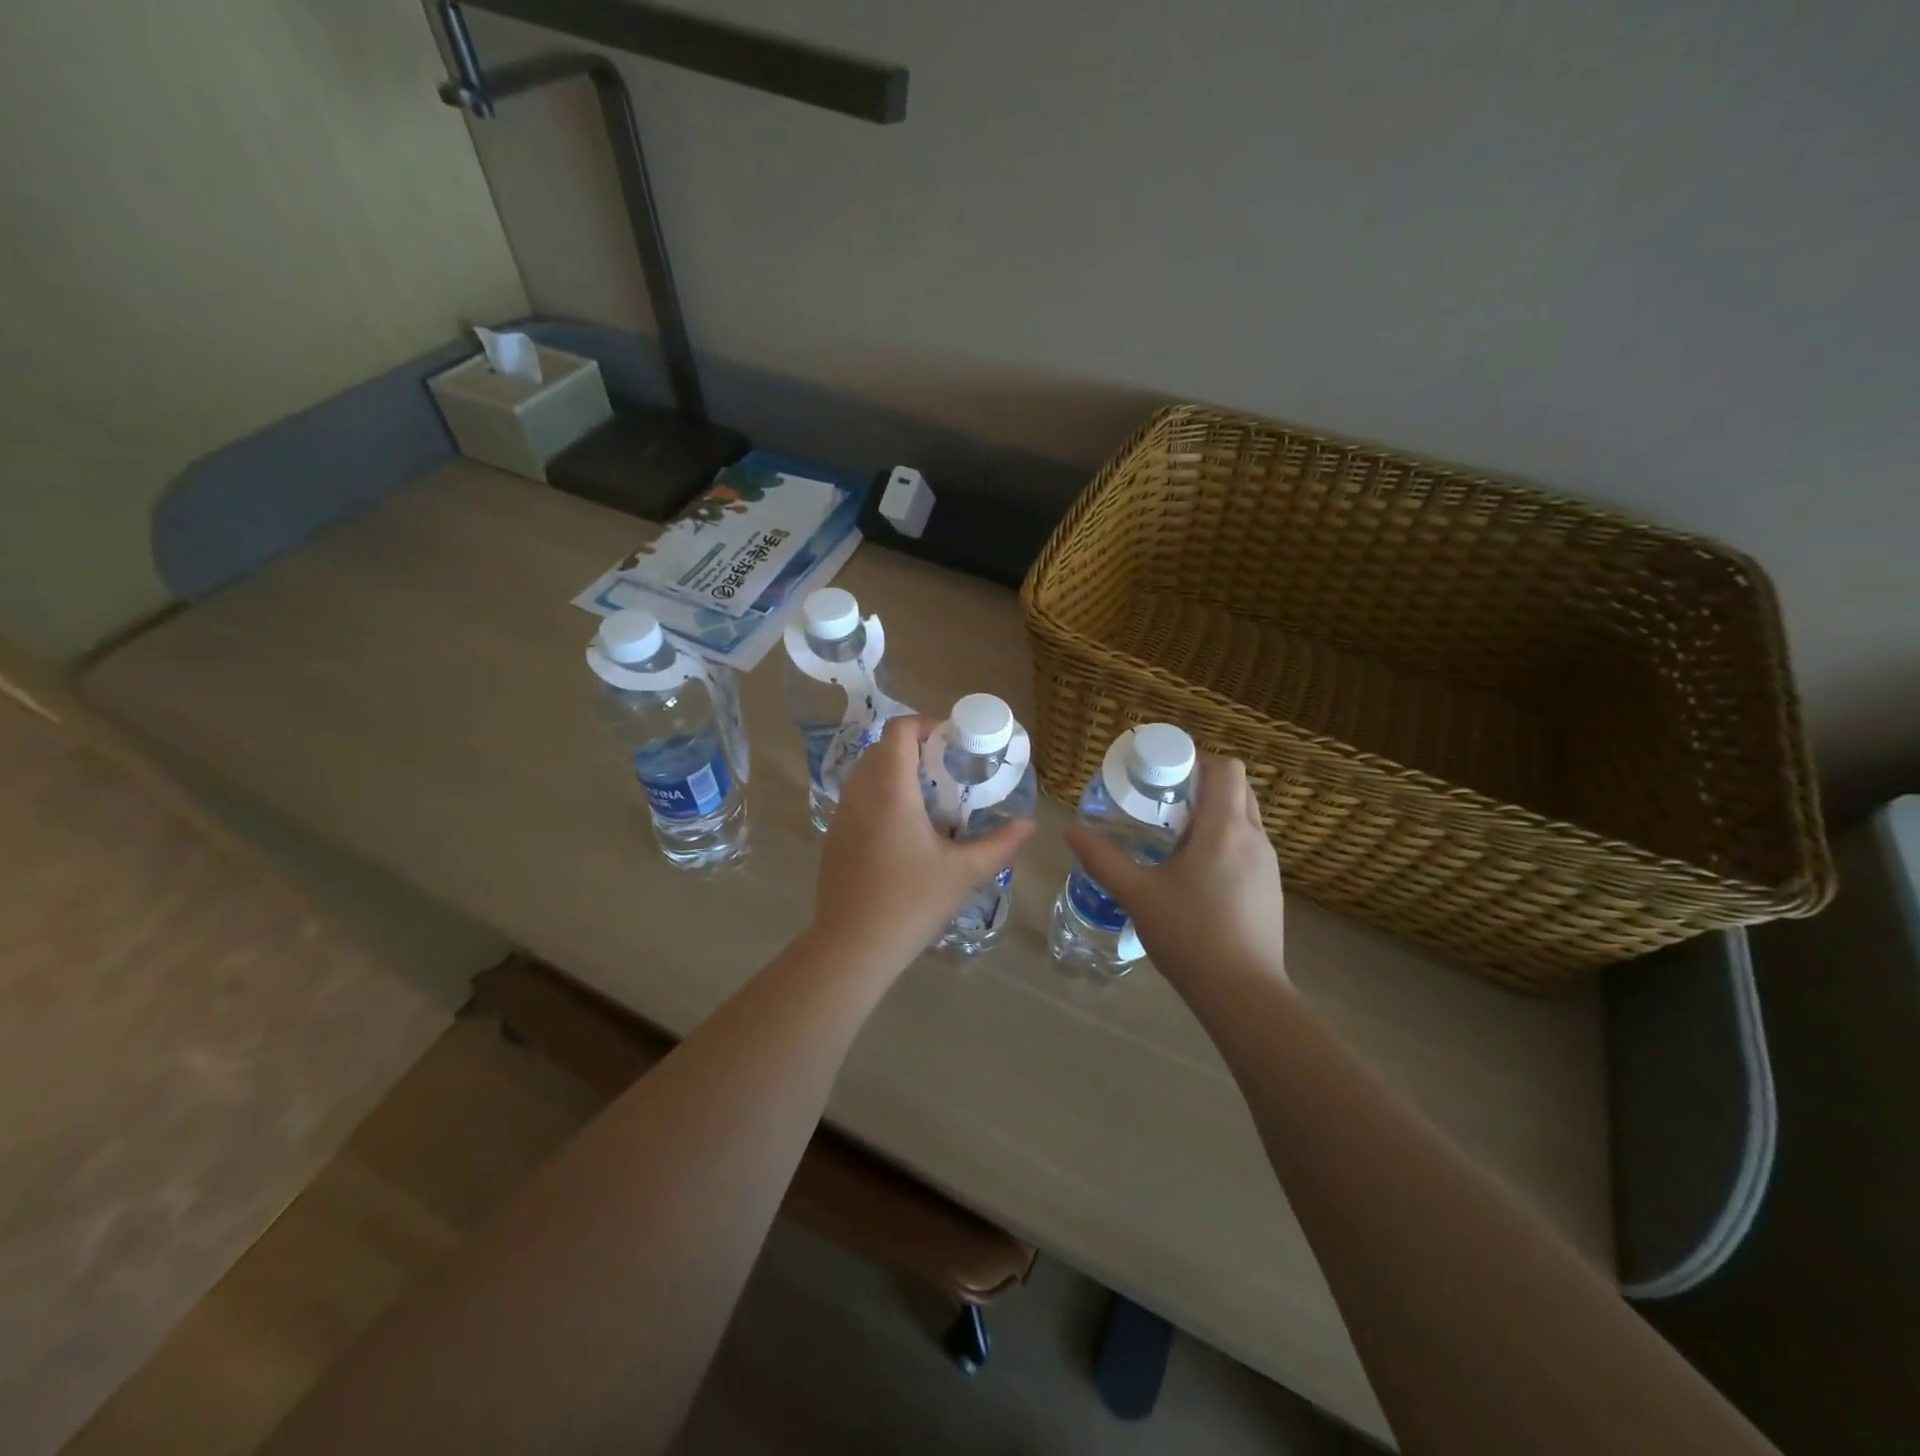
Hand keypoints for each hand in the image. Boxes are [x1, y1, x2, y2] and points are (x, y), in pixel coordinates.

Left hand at [812, 715, 1034, 970]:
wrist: (853, 946)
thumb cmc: (911, 902)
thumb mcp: (964, 873)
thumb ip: (1000, 844)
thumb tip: (1030, 824)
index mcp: (890, 790)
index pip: (899, 730)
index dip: (926, 725)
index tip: (953, 744)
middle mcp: (860, 792)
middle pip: (883, 748)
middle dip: (916, 750)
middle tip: (948, 773)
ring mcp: (842, 815)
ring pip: (867, 773)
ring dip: (896, 774)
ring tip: (929, 801)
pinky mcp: (834, 837)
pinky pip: (858, 798)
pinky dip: (881, 797)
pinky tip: (904, 832)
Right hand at [1064, 756, 1287, 990]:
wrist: (1244, 994)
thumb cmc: (1190, 935)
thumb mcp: (1137, 894)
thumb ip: (1103, 859)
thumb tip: (1071, 832)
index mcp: (1225, 828)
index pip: (1226, 768)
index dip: (1196, 760)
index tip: (1163, 775)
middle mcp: (1255, 837)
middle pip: (1237, 788)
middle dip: (1202, 785)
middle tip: (1163, 803)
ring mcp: (1268, 865)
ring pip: (1245, 818)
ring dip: (1214, 815)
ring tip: (1174, 839)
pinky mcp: (1271, 889)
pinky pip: (1248, 846)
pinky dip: (1225, 842)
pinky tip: (1196, 875)